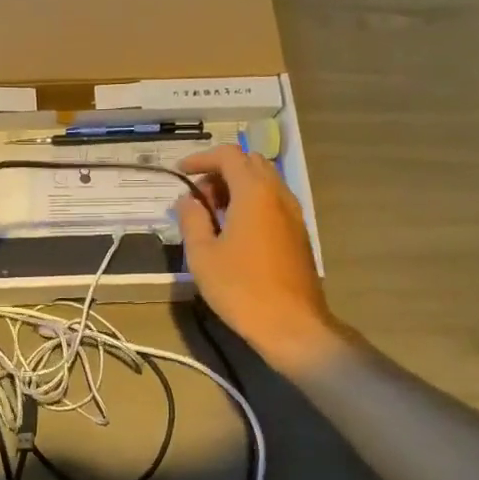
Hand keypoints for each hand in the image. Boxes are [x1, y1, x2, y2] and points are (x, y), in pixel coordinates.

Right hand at [175, 146, 353, 371]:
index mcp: (254, 193)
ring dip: (236, 187)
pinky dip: (251, 202)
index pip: (229, 155)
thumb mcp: (203, 255)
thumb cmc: (241, 288)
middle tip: (197, 197)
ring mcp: (293, 213)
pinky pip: (272, 201)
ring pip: (263, 182)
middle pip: (249, 163)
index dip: (201, 158)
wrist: (291, 324)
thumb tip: (186, 201)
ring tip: (212, 215)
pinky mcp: (298, 232)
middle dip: (220, 171)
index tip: (180, 172)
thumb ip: (192, 220)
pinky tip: (234, 231)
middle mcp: (278, 194)